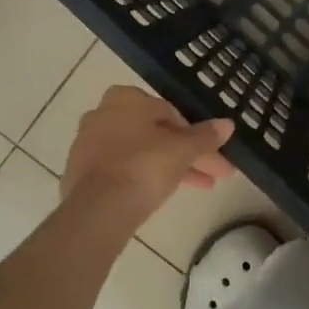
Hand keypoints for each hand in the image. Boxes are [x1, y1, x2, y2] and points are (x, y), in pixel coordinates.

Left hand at [60, 85, 235, 230]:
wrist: (98, 210)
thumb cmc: (144, 166)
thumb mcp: (183, 150)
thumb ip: (205, 136)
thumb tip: (228, 124)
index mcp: (125, 98)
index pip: (170, 113)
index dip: (196, 135)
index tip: (214, 155)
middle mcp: (103, 114)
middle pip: (155, 134)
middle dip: (187, 155)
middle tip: (214, 175)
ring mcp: (88, 145)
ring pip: (140, 153)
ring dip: (170, 168)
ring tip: (201, 188)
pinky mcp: (80, 174)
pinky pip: (121, 171)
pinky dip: (143, 179)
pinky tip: (162, 195)